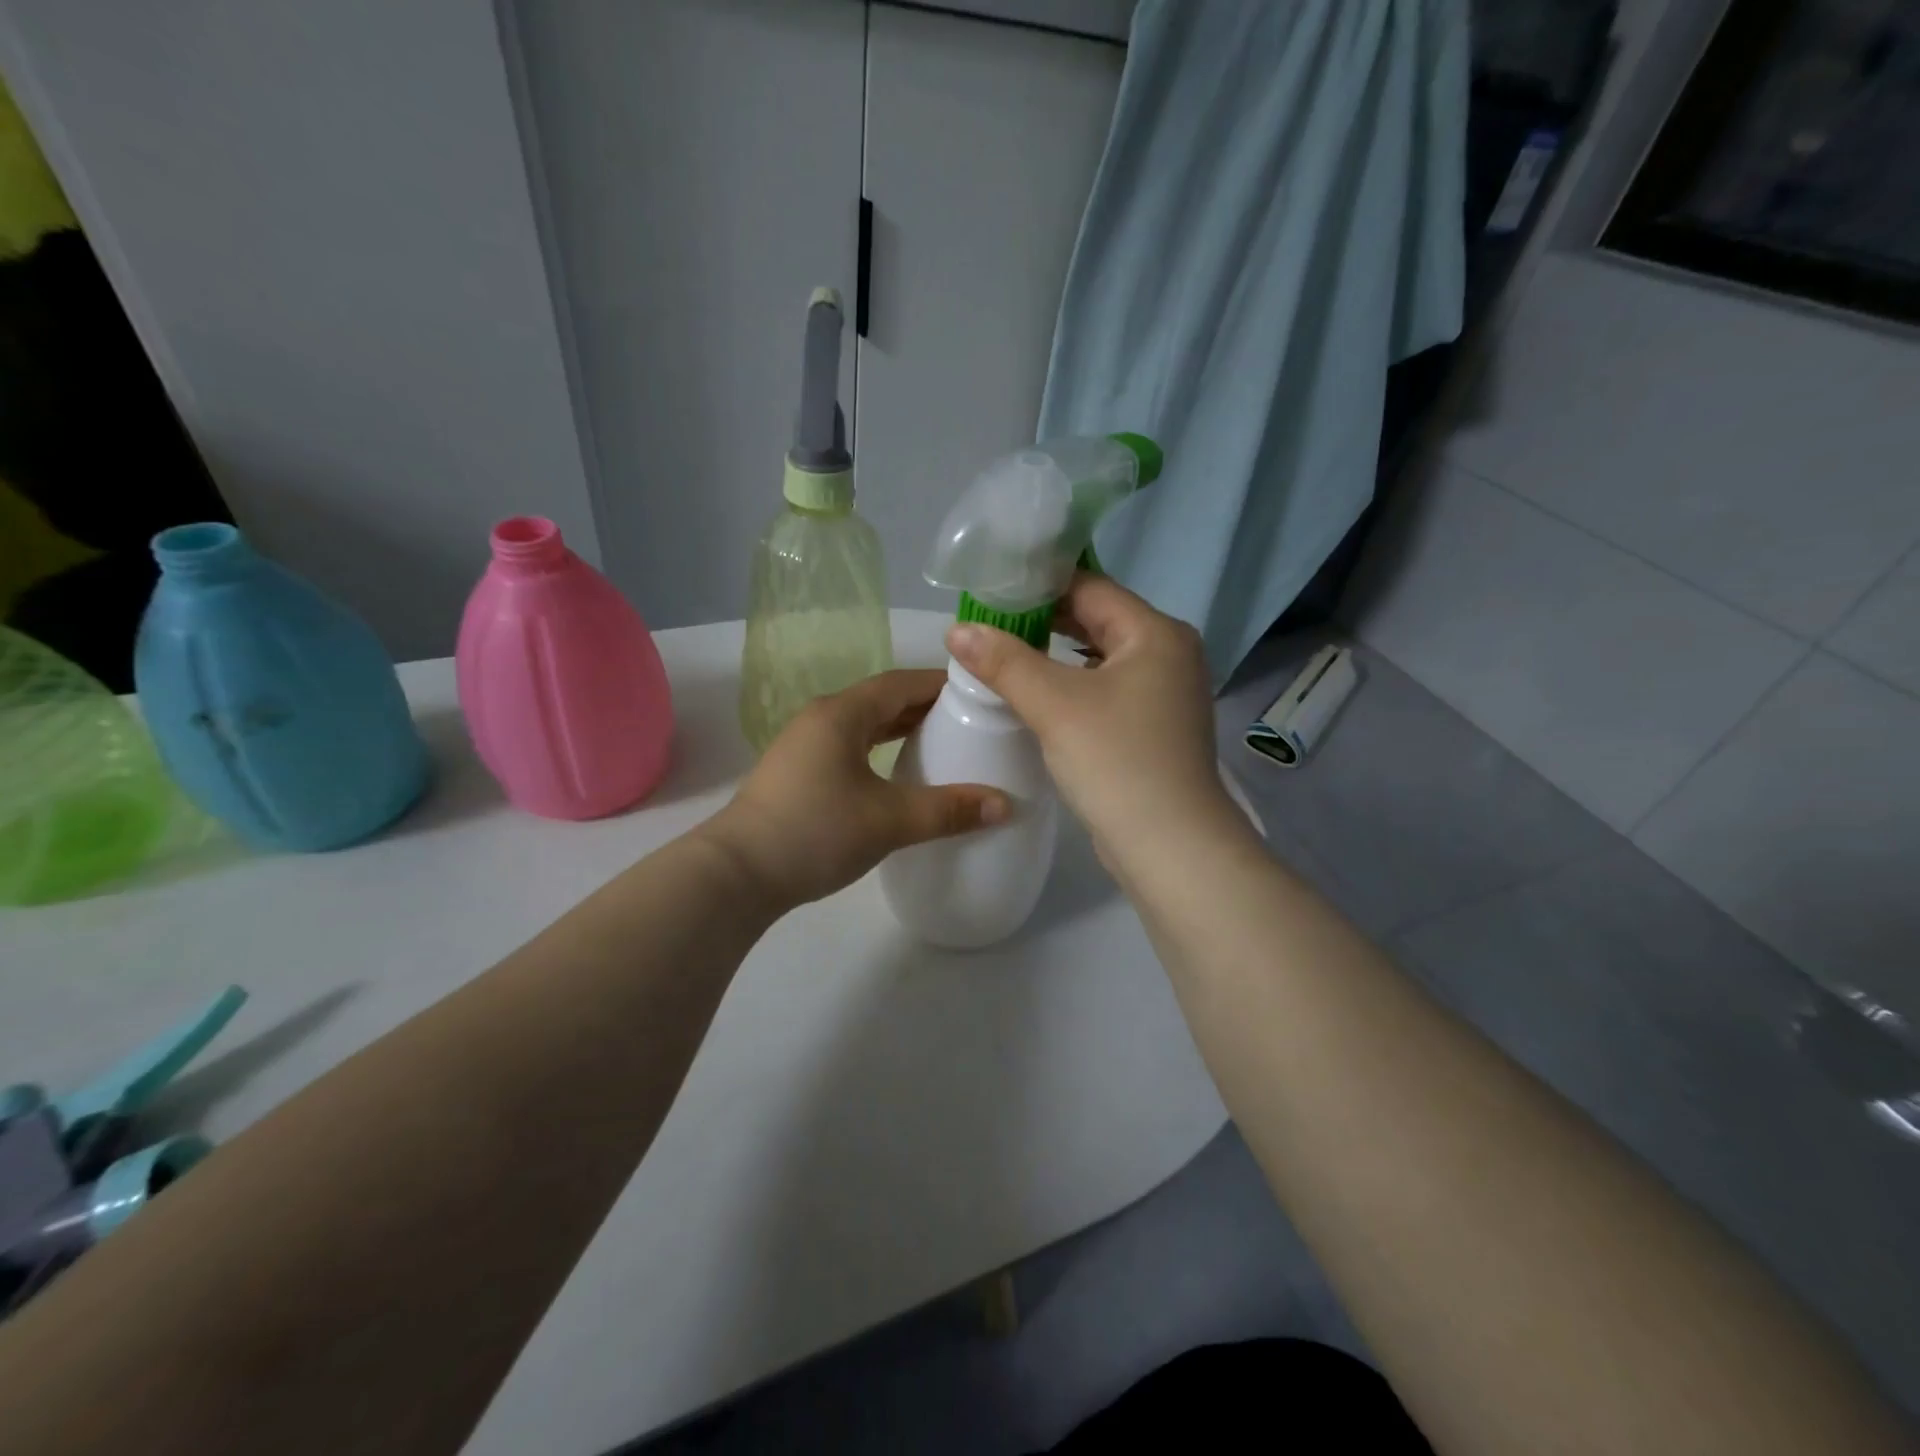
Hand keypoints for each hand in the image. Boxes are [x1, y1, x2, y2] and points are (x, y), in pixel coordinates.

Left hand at [700, 670, 1009, 907]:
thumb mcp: (889, 820)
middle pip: (882, 700)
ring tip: (941, 744)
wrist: (736, 874)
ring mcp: (804, 745)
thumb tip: (1006, 804)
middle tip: (970, 721)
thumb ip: (949, 810)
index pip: (902, 682)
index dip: (942, 684)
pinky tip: (896, 774)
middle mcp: (821, 718)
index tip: (981, 694)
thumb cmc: (815, 832)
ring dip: (900, 729)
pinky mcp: (797, 773)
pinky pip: (849, 747)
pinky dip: (879, 750)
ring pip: (863, 725)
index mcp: (842, 713)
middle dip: (925, 706)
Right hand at [945, 575, 1240, 874]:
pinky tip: (1041, 694)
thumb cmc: (1116, 761)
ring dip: (1057, 654)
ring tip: (1006, 653)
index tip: (990, 591)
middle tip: (990, 622)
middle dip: (1044, 620)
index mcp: (1156, 633)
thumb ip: (1004, 661)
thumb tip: (957, 629)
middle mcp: (1169, 653)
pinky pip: (1109, 687)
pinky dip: (1075, 683)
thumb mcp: (1053, 705)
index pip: (1090, 587)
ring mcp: (1167, 691)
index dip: (1038, 585)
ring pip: (1102, 656)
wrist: (1169, 845)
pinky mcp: (1156, 724)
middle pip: (1098, 619)